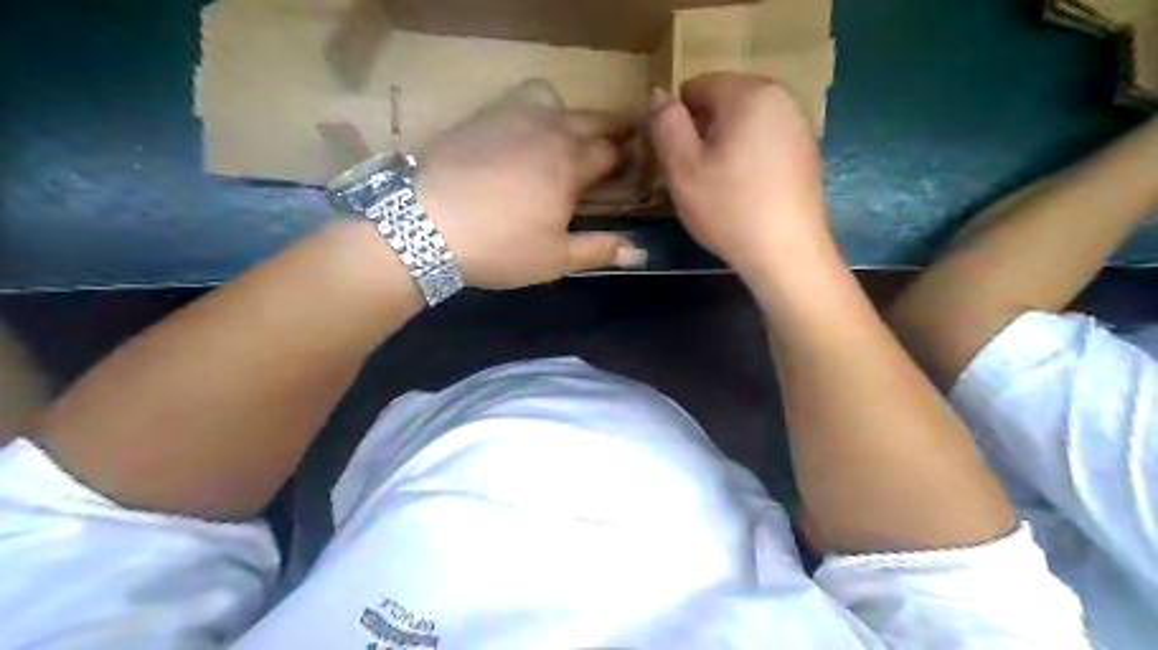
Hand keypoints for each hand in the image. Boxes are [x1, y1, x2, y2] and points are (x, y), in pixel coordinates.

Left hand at [411, 82, 647, 289]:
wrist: (425, 224)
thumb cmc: (500, 246)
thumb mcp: (555, 258)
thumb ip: (600, 249)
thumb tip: (641, 252)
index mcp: (572, 165)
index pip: (613, 153)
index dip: (628, 161)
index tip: (632, 171)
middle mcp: (550, 131)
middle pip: (594, 121)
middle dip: (612, 131)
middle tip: (617, 146)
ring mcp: (515, 117)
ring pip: (559, 104)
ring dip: (575, 118)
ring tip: (570, 139)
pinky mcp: (485, 116)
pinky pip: (522, 100)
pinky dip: (537, 110)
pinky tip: (526, 135)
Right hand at [647, 72, 827, 275]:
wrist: (786, 253)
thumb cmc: (729, 209)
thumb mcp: (682, 168)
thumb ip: (666, 124)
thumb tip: (659, 94)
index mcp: (749, 92)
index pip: (697, 86)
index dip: (676, 120)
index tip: (672, 156)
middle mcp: (781, 97)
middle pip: (724, 102)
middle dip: (702, 130)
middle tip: (693, 174)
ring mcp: (800, 125)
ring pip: (745, 123)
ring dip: (724, 144)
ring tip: (717, 185)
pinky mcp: (807, 152)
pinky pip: (765, 141)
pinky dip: (748, 157)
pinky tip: (744, 191)